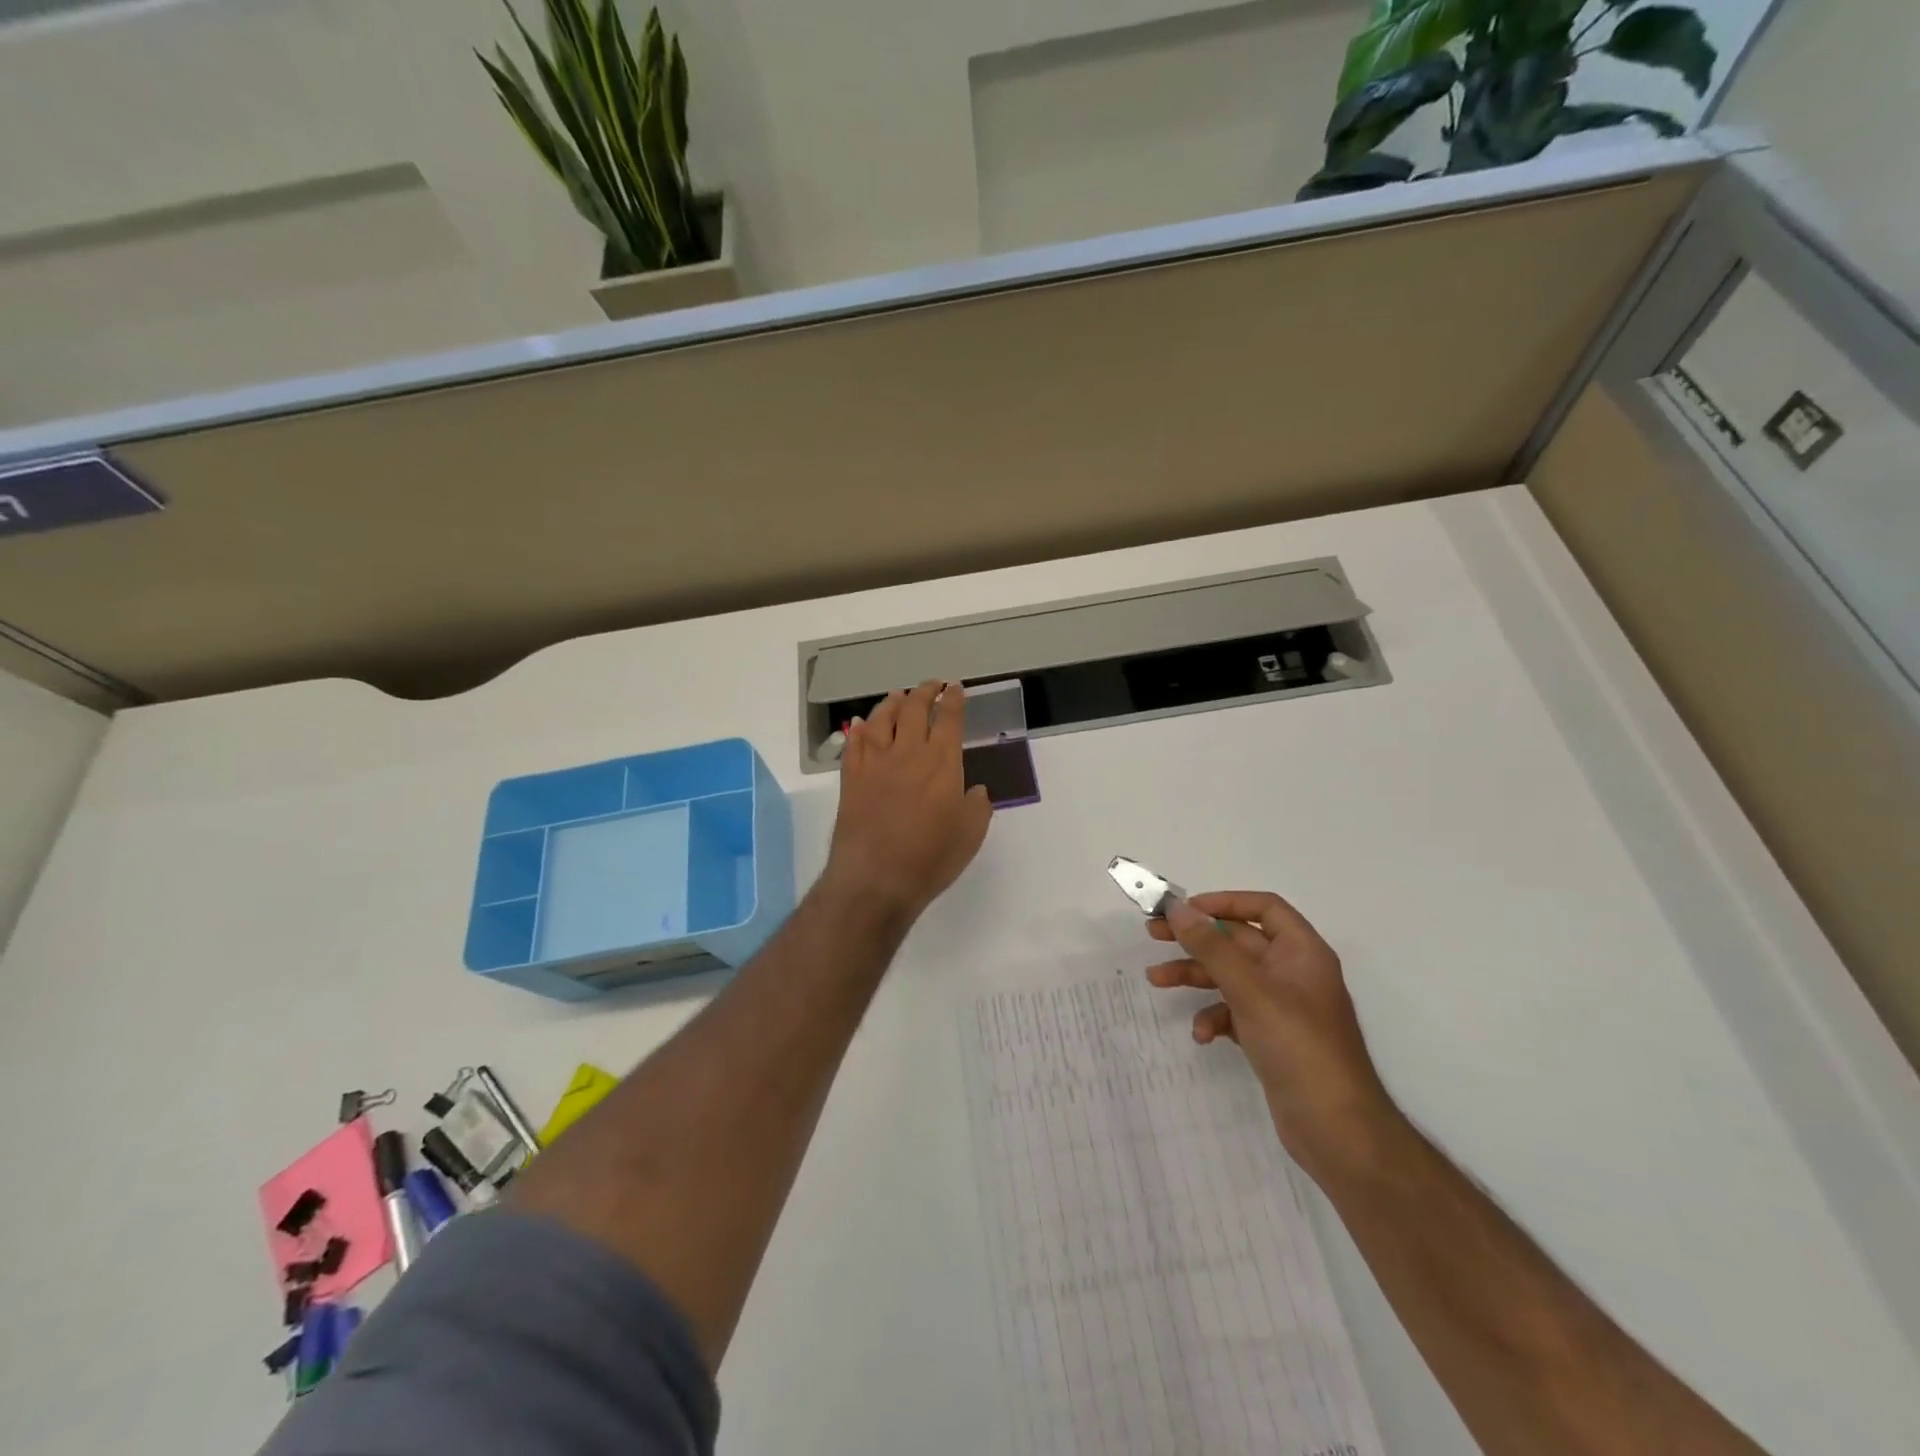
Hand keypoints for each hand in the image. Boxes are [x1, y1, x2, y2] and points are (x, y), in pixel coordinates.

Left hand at [822, 680, 993, 922]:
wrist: (876, 878)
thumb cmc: (930, 858)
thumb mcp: (970, 835)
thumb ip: (977, 806)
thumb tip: (975, 790)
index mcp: (942, 763)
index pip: (949, 719)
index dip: (953, 700)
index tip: (956, 688)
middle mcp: (908, 753)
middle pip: (914, 709)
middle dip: (925, 691)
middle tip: (931, 684)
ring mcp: (875, 764)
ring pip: (881, 719)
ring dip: (892, 703)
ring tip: (898, 696)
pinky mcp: (851, 778)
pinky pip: (854, 744)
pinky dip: (859, 729)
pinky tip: (861, 724)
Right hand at [1148, 891, 1395, 1180]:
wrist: (1337, 1131)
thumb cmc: (1298, 1047)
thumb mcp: (1250, 990)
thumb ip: (1211, 947)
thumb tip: (1177, 907)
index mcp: (1302, 952)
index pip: (1264, 908)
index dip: (1224, 903)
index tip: (1184, 910)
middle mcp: (1294, 973)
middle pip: (1239, 941)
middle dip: (1197, 940)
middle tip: (1153, 935)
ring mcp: (1282, 1008)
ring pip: (1231, 977)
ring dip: (1195, 976)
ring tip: (1156, 980)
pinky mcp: (1271, 1038)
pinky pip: (1235, 1013)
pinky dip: (1214, 1017)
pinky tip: (1202, 1034)